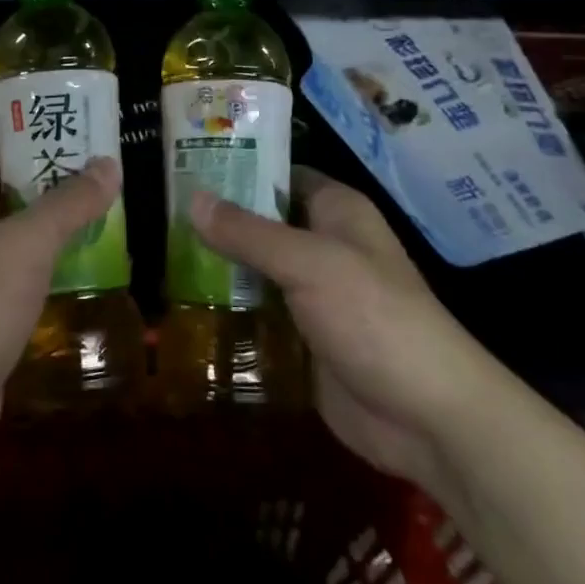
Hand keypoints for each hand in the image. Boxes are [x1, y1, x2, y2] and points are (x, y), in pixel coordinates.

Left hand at [0, 145, 121, 470]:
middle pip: (17, 192)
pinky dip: (59, 269)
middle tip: (113, 174)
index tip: (84, 132)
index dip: (36, 135)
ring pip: (27, 239)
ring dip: (65, 228)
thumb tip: (108, 163)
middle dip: (61, 182)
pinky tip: (97, 270)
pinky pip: (31, 280)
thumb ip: (66, 204)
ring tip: (117, 214)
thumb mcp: (23, 246)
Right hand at [189, 167, 495, 496]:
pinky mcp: (301, 338)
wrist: (427, 417)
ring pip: (254, 269)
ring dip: (216, 268)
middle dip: (216, 222)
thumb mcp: (309, 264)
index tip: (183, 166)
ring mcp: (312, 294)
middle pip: (260, 223)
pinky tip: (182, 306)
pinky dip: (227, 309)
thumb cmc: (374, 317)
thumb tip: (193, 199)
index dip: (235, 167)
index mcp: (335, 211)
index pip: (277, 173)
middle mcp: (322, 245)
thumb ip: (249, 233)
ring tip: (158, 255)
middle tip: (159, 214)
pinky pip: (257, 313)